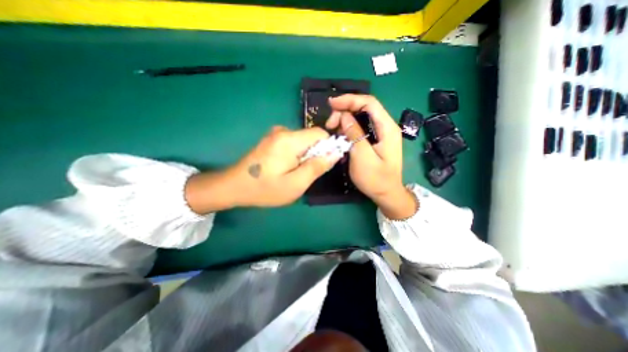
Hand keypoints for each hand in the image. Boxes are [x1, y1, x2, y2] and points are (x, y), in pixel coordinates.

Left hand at [186, 127, 341, 213]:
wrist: (234, 186)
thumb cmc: (265, 189)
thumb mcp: (296, 184)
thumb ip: (317, 167)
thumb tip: (335, 153)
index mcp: (290, 140)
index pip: (320, 133)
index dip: (328, 147)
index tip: (324, 164)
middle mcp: (283, 131)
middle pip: (311, 137)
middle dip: (315, 154)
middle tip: (306, 173)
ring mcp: (276, 134)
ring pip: (303, 142)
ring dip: (305, 156)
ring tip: (295, 173)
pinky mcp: (272, 140)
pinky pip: (293, 143)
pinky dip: (296, 155)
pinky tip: (286, 168)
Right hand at [324, 95, 416, 217]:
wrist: (387, 194)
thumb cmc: (376, 179)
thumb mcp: (362, 156)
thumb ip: (354, 134)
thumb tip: (344, 116)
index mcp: (387, 128)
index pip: (369, 103)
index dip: (350, 100)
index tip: (331, 104)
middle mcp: (386, 126)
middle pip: (365, 108)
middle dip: (345, 111)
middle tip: (329, 123)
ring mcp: (381, 134)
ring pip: (361, 117)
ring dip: (345, 120)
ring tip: (332, 129)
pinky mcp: (375, 140)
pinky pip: (361, 128)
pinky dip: (348, 128)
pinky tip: (340, 134)